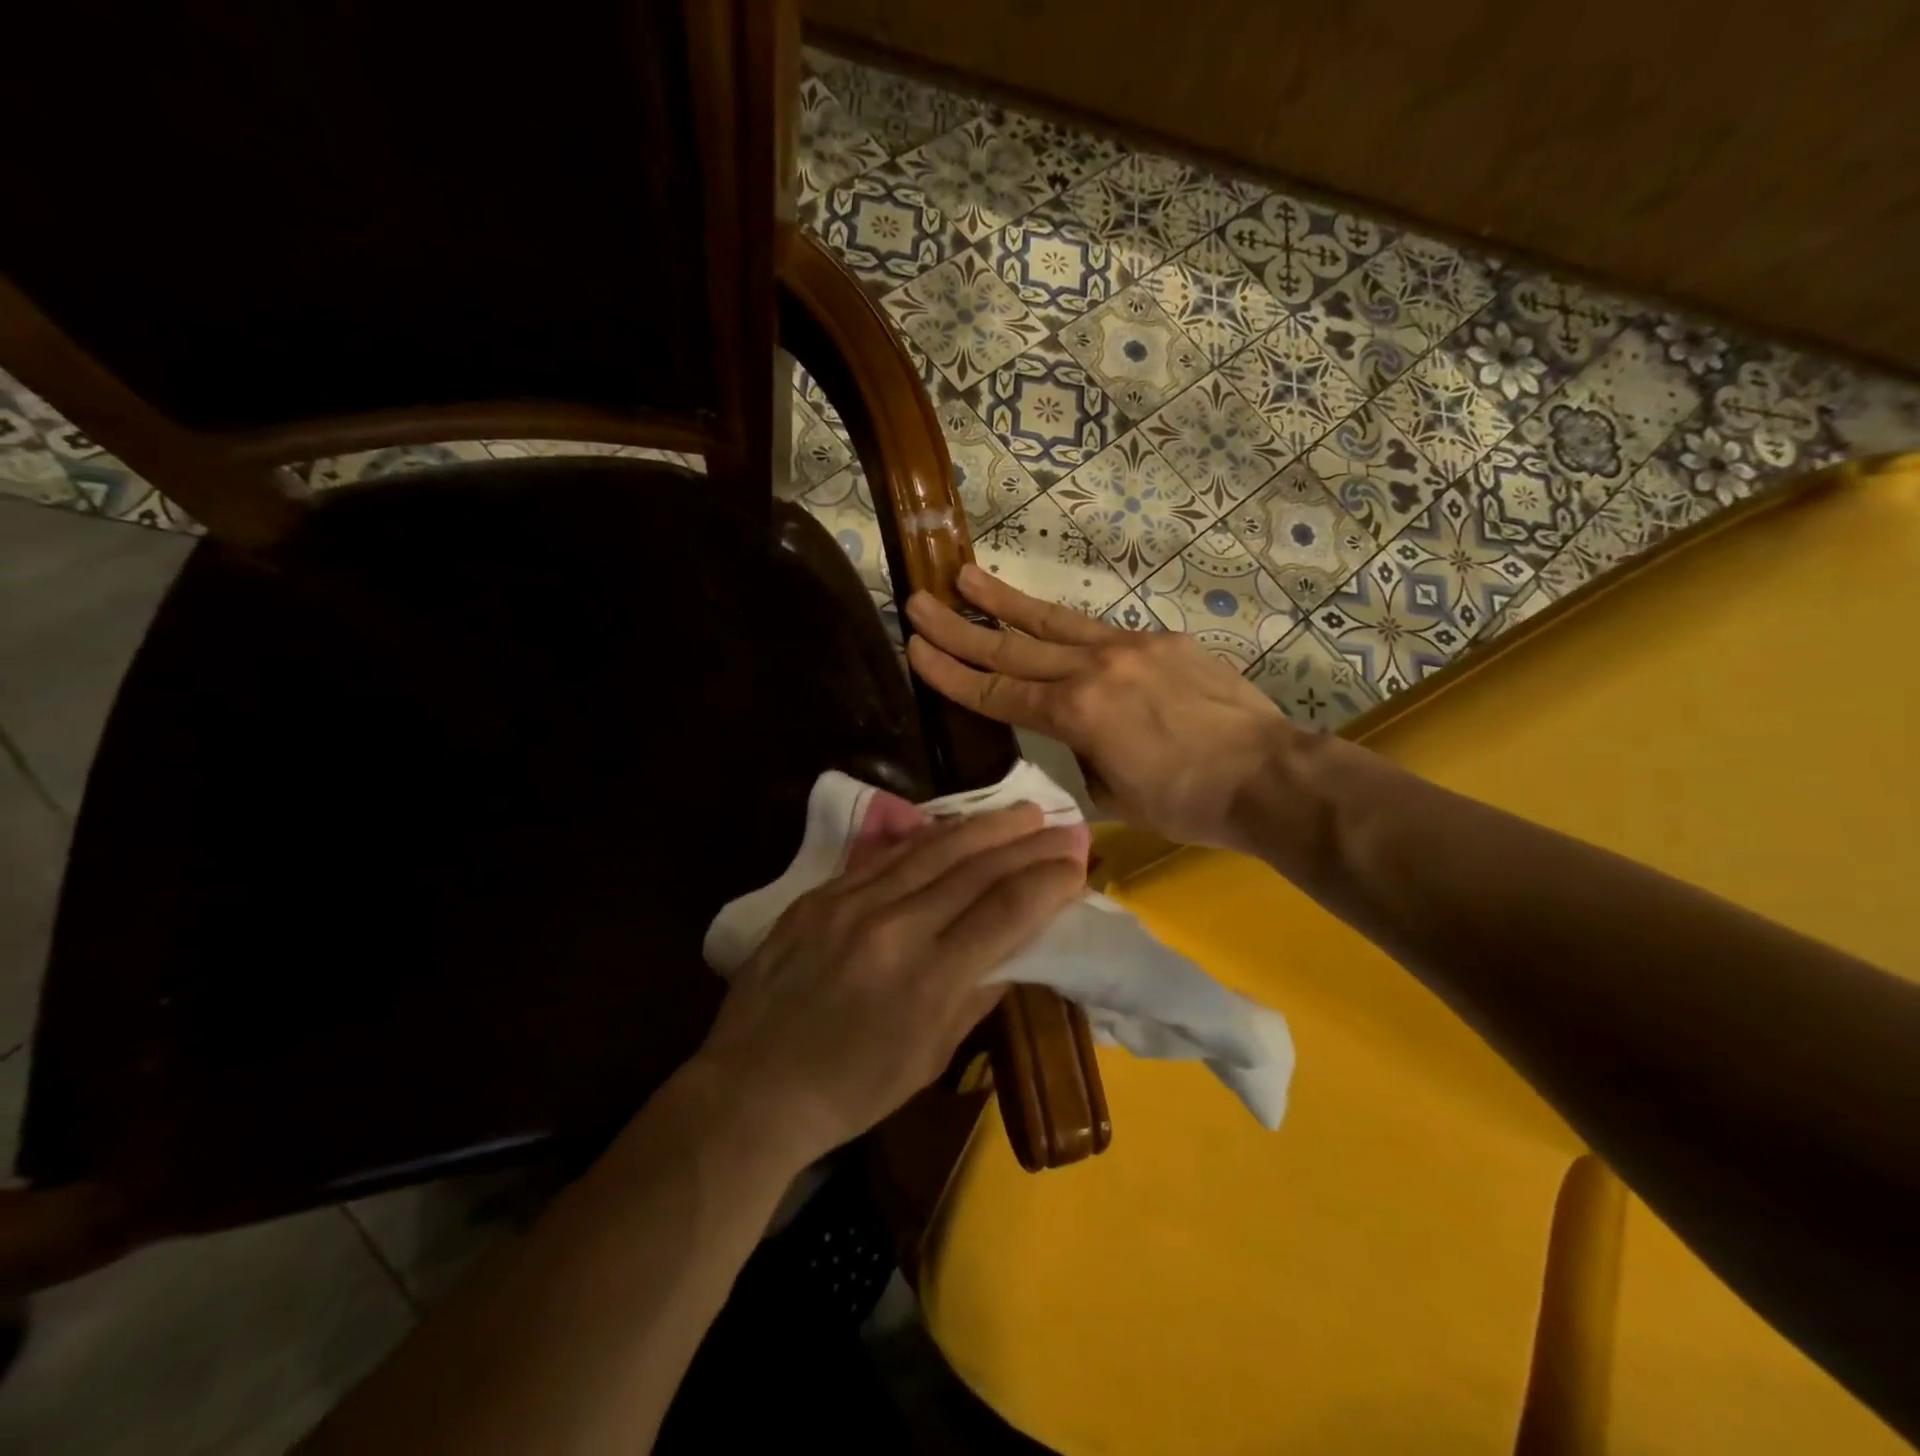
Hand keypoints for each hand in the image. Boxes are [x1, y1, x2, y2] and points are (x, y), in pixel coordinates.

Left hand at [696, 804, 1083, 1165]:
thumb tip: (1019, 949)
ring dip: (983, 827)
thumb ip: (977, 995)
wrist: (750, 1088)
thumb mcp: (929, 1059)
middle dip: (1026, 843)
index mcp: (928, 980)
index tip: (1077, 866)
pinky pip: (884, 857)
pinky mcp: (819, 896)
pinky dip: (927, 839)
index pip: (1006, 911)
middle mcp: (893, 929)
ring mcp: (850, 905)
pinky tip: (953, 828)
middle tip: (1062, 824)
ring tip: (1020, 810)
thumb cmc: (851, 1091)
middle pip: (975, 870)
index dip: (1048, 883)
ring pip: (931, 850)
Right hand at [906, 566, 1298, 850]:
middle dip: (959, 627)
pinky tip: (1049, 619)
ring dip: (1005, 602)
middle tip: (919, 601)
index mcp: (1076, 714)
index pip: (997, 692)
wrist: (1268, 775)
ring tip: (966, 577)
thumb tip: (1077, 737)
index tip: (915, 650)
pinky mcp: (1161, 641)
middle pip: (1013, 647)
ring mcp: (1129, 648)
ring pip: (1053, 621)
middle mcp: (1093, 669)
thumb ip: (1083, 756)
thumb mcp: (1114, 794)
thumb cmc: (1188, 802)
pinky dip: (1065, 625)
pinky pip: (1100, 631)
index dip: (952, 673)